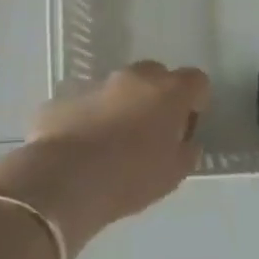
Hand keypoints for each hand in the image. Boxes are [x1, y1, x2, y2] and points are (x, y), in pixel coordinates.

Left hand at [0, 61, 209, 255]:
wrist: (63, 182)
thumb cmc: (129, 178)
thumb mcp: (174, 174)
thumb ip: (186, 150)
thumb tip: (184, 141)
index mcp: (168, 92)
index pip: (196, 80)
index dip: (195, 100)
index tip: (187, 124)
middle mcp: (133, 78)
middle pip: (155, 75)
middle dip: (157, 96)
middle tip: (151, 130)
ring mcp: (94, 84)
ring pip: (117, 88)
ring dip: (121, 106)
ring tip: (111, 142)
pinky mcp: (62, 97)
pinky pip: (84, 103)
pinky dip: (88, 118)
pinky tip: (81, 148)